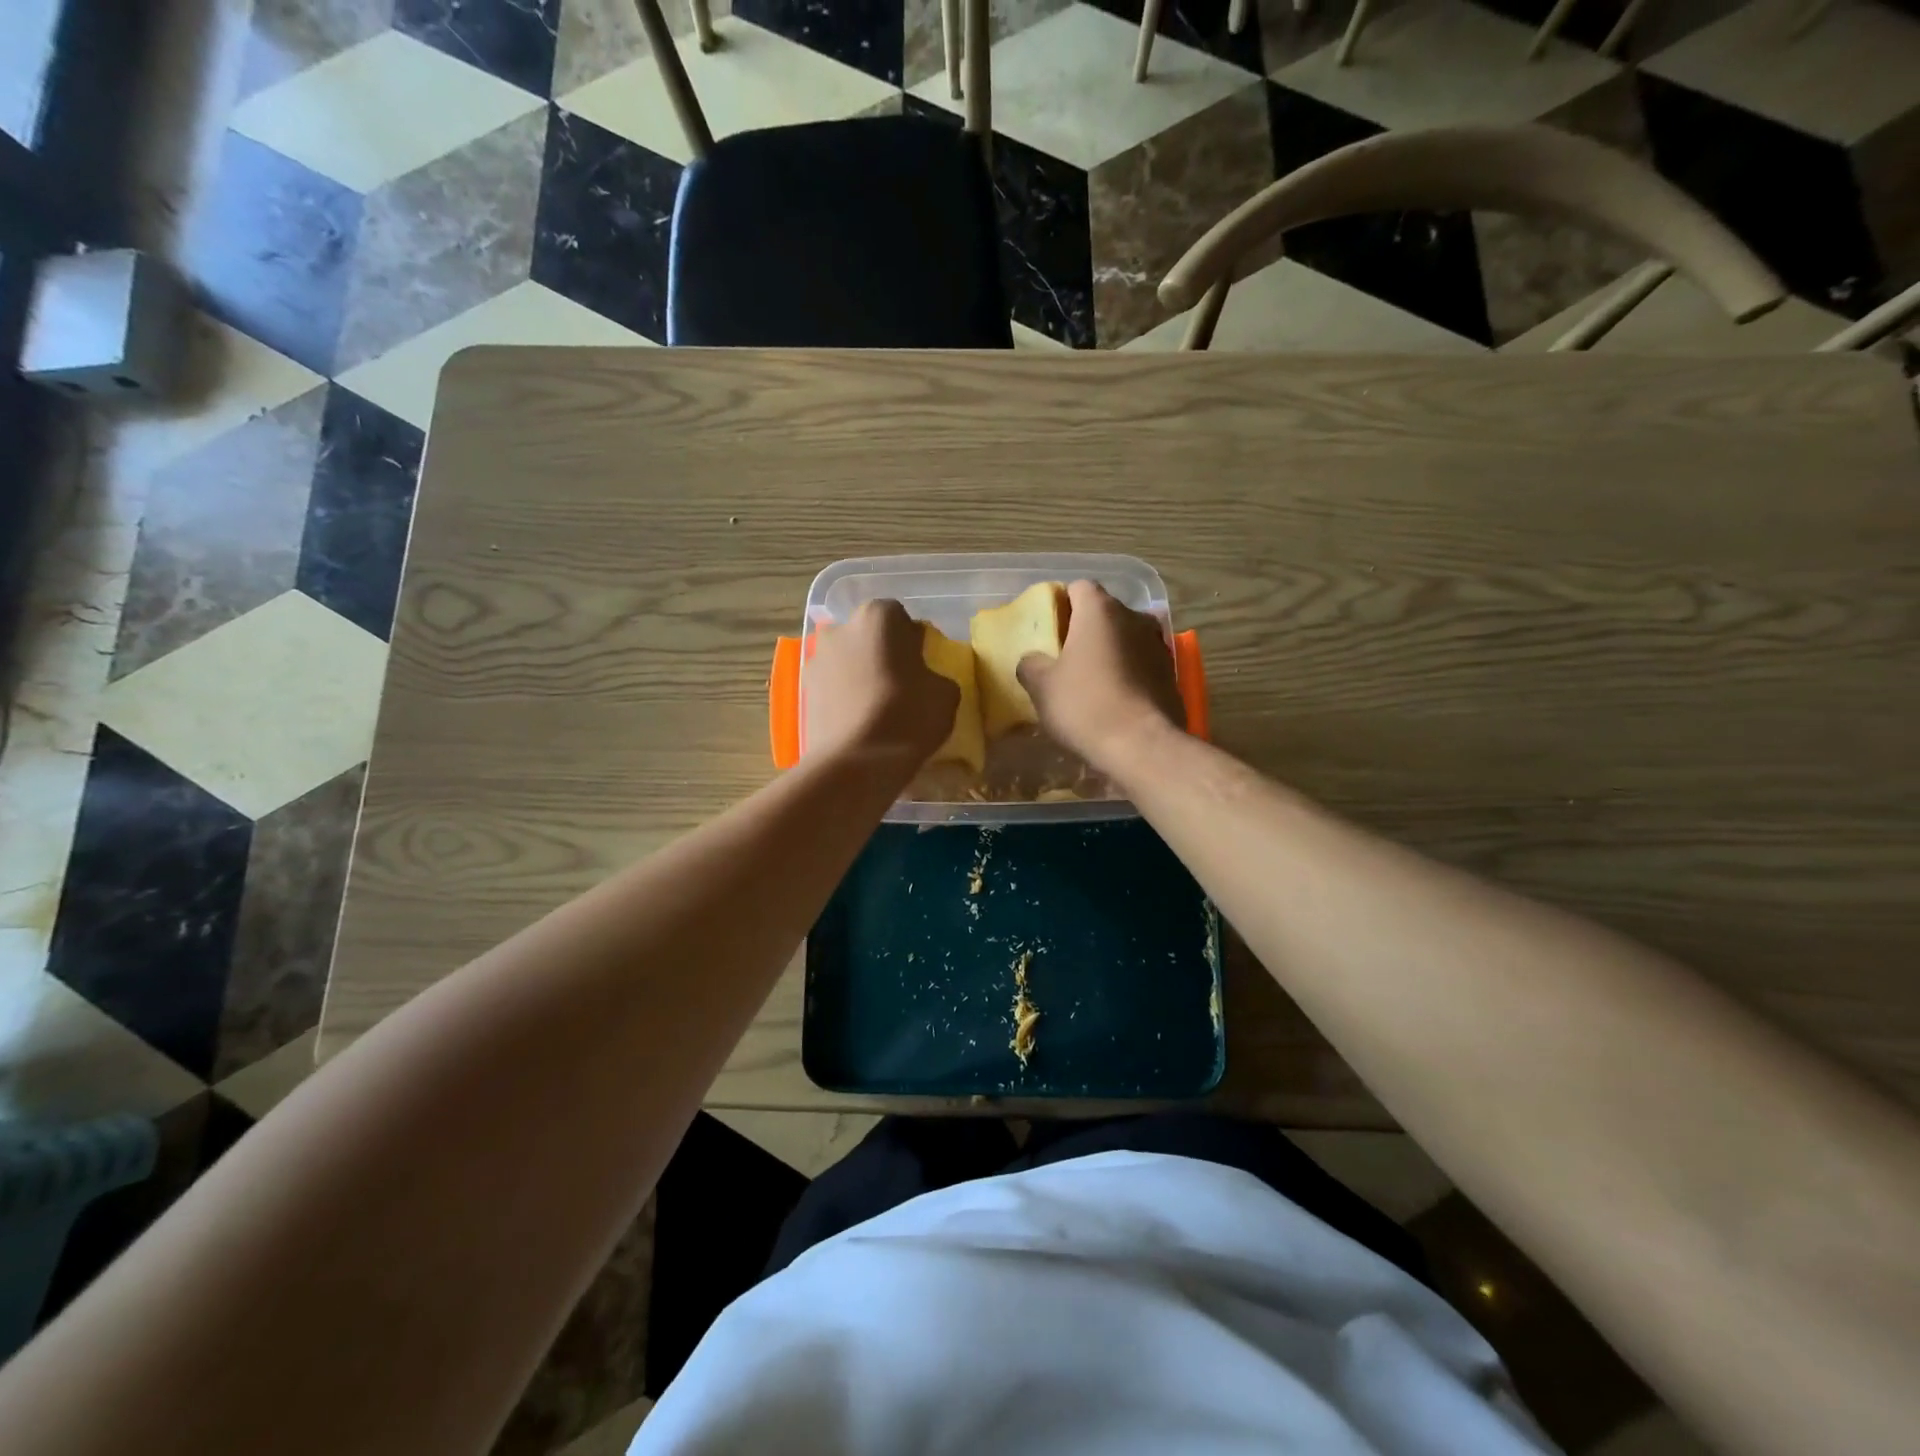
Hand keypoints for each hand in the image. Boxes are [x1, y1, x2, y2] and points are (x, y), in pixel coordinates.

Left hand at [805, 600, 959, 770]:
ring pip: (847, 662)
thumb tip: (925, 679)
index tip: (922, 666)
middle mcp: (840, 629)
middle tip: (901, 685)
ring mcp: (816, 661)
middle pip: (868, 636)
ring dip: (860, 675)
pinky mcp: (803, 693)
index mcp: (877, 617)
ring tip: (878, 709)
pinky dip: (845, 698)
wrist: (857, 763)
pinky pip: (832, 688)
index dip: (913, 641)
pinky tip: (860, 723)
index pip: (900, 617)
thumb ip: (935, 674)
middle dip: (882, 654)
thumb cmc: (908, 715)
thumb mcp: (946, 693)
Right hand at [1017, 580, 1183, 769]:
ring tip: (1092, 679)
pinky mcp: (1172, 674)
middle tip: (1066, 656)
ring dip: (1111, 650)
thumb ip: (1031, 664)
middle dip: (1086, 628)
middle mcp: (1134, 618)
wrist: (1141, 745)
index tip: (1050, 628)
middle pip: (1105, 612)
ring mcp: (1159, 645)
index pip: (1079, 587)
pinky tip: (1115, 698)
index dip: (1062, 603)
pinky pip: (1143, 663)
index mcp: (1100, 611)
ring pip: (1127, 637)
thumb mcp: (1042, 687)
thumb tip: (1033, 660)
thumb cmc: (1085, 706)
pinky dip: (1129, 672)